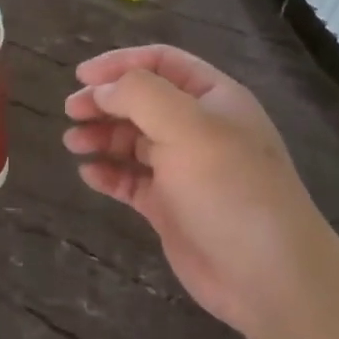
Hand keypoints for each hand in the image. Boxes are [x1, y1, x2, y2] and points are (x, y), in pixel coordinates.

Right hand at [63, 45, 319, 335]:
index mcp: (213, 98)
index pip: (161, 62)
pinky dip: (108, 173)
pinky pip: (131, 180)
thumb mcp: (186, 126)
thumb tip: (101, 89)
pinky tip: (89, 174)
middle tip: (71, 110)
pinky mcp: (170, 206)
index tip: (82, 77)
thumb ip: (140, 94)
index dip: (120, 63)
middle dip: (105, 101)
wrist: (267, 276)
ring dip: (102, 135)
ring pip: (133, 140)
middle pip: (142, 100)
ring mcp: (184, 169)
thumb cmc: (229, 189)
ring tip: (73, 142)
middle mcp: (198, 128)